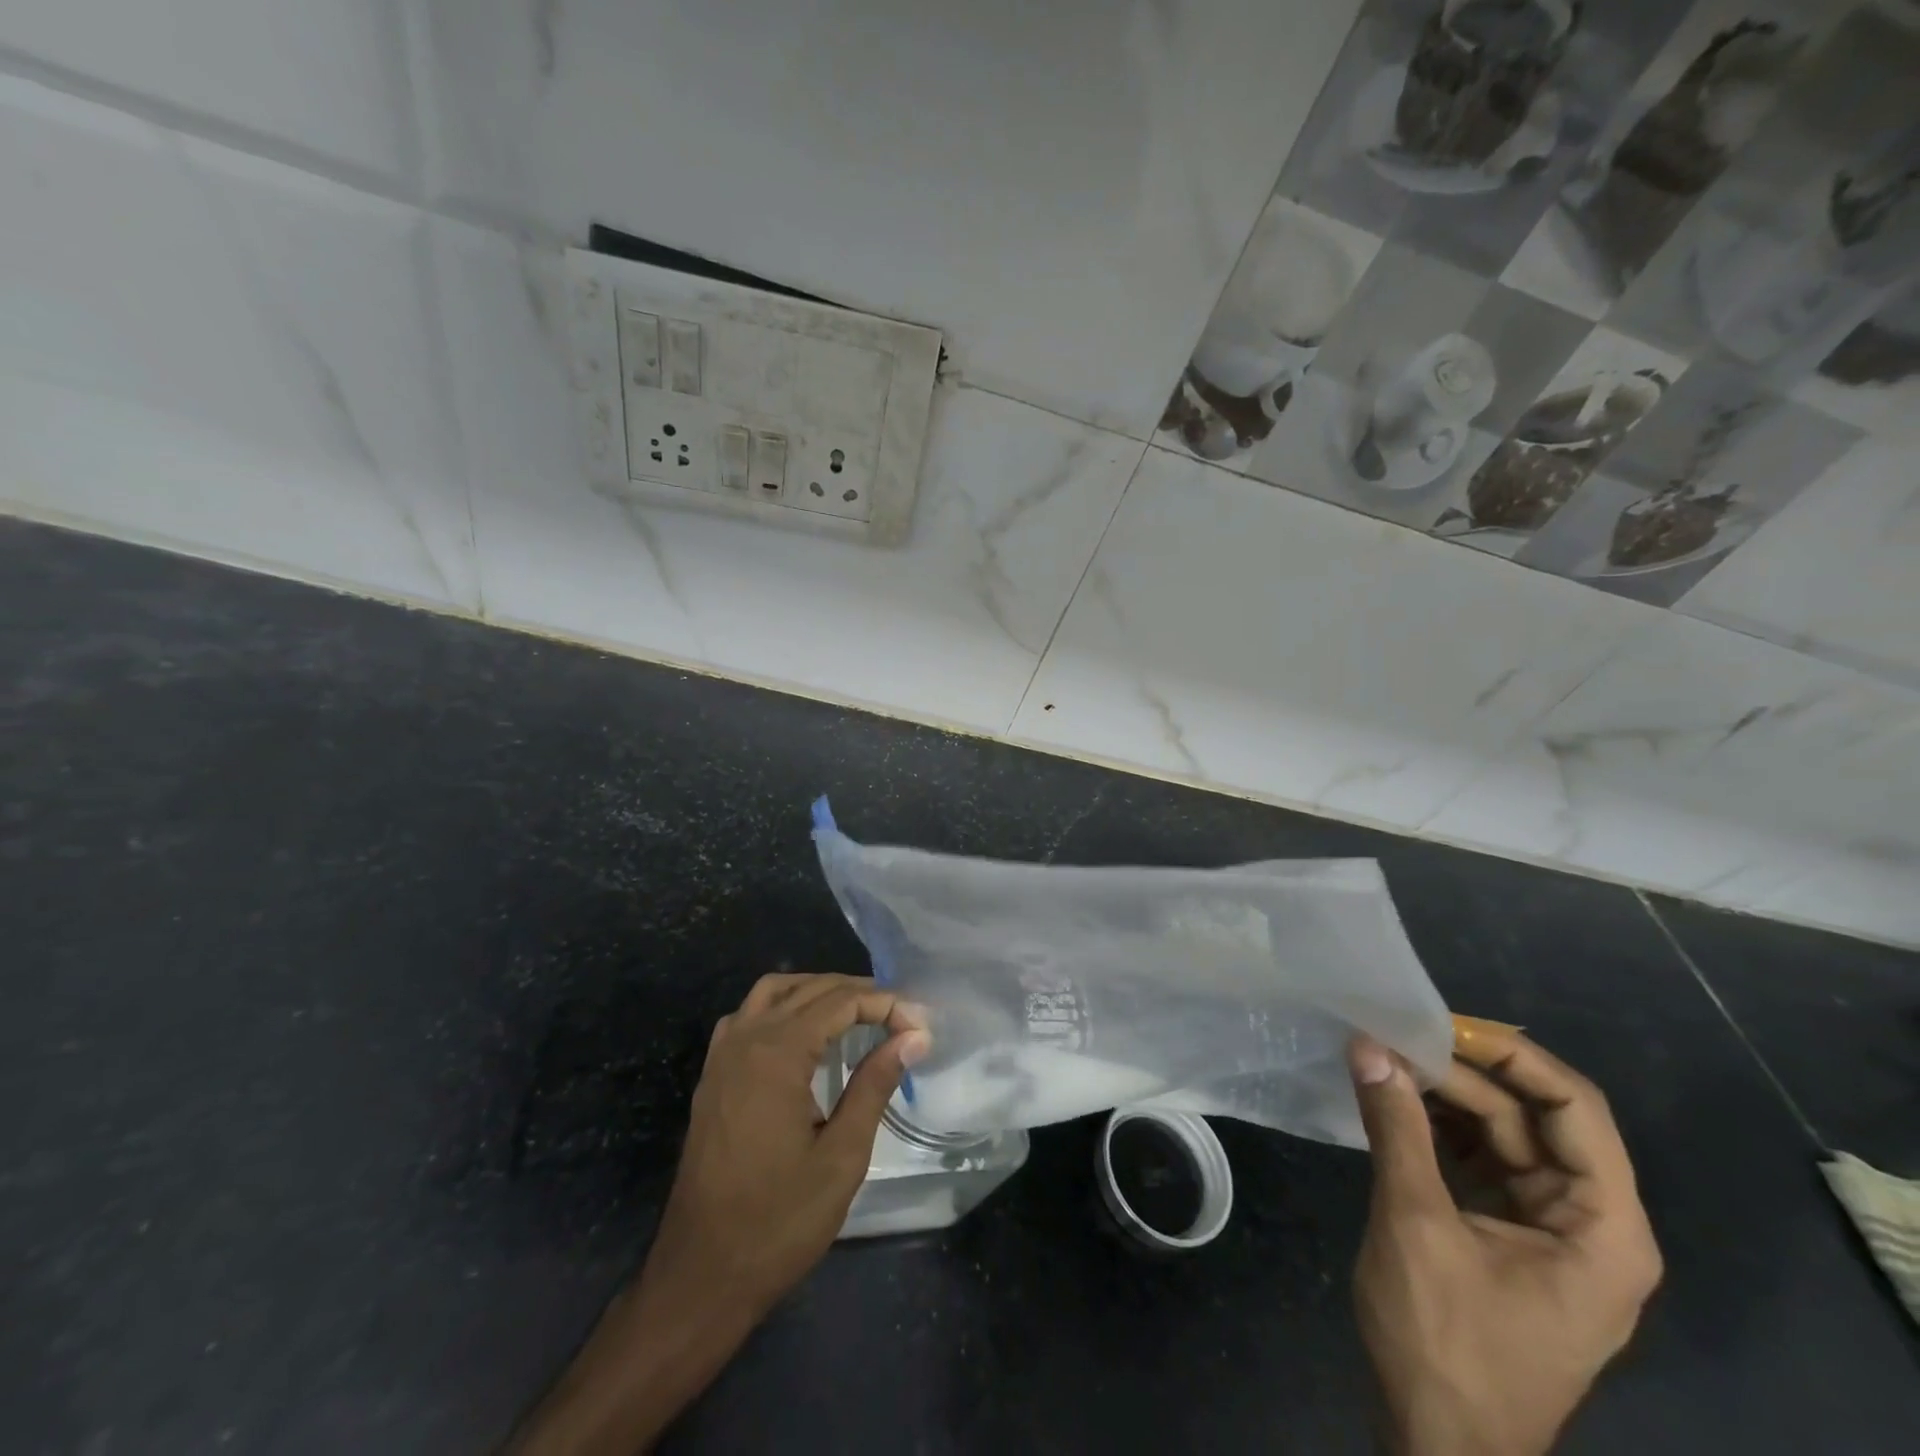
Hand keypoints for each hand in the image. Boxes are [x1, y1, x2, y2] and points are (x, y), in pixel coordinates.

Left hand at [642, 972, 929, 1315]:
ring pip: (774, 991)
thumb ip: (875, 1085)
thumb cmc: (778, 1222)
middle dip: (858, 993)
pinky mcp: (713, 1075)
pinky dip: (783, 1006)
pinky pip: (749, 1014)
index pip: (840, 1001)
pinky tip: (804, 1033)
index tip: (920, 1026)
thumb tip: (913, 1037)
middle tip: (900, 1017)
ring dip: (818, 990)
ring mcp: (722, 1055)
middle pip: (809, 989)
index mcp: (777, 1054)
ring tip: (858, 1011)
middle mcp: (745, 1039)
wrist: (700, 1276)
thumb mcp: (841, 1156)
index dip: (885, 1005)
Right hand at [1347, 1027, 1662, 1455]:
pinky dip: (1436, 1128)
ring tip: (1383, 1059)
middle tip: (1391, 1037)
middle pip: (1531, 1117)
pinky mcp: (1504, 1235)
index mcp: (1603, 1226)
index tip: (1442, 1024)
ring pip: (1500, 1135)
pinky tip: (1392, 1102)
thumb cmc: (1447, 1341)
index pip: (1575, 1108)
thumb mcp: (1415, 1223)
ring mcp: (1545, 1229)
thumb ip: (1396, 1127)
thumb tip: (1368, 1045)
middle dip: (1463, 1074)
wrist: (1440, 1445)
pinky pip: (1477, 1161)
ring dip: (1444, 1097)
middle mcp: (1588, 1221)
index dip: (1512, 1057)